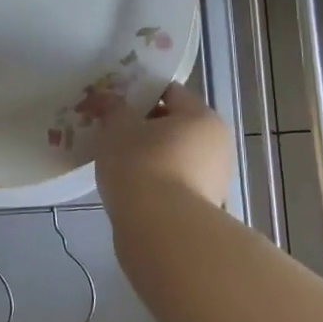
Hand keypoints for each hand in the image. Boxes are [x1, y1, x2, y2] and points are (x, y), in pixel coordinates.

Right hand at [94, 82, 233, 209]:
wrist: (161, 229)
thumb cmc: (141, 164)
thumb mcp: (117, 128)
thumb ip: (112, 107)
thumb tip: (105, 97)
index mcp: (201, 116)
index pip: (169, 92)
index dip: (138, 93)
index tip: (112, 104)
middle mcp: (216, 143)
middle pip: (174, 124)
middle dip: (143, 126)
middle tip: (110, 131)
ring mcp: (214, 178)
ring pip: (174, 155)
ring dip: (148, 155)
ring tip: (115, 161)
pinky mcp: (204, 206)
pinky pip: (174, 181)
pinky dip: (154, 180)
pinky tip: (129, 186)